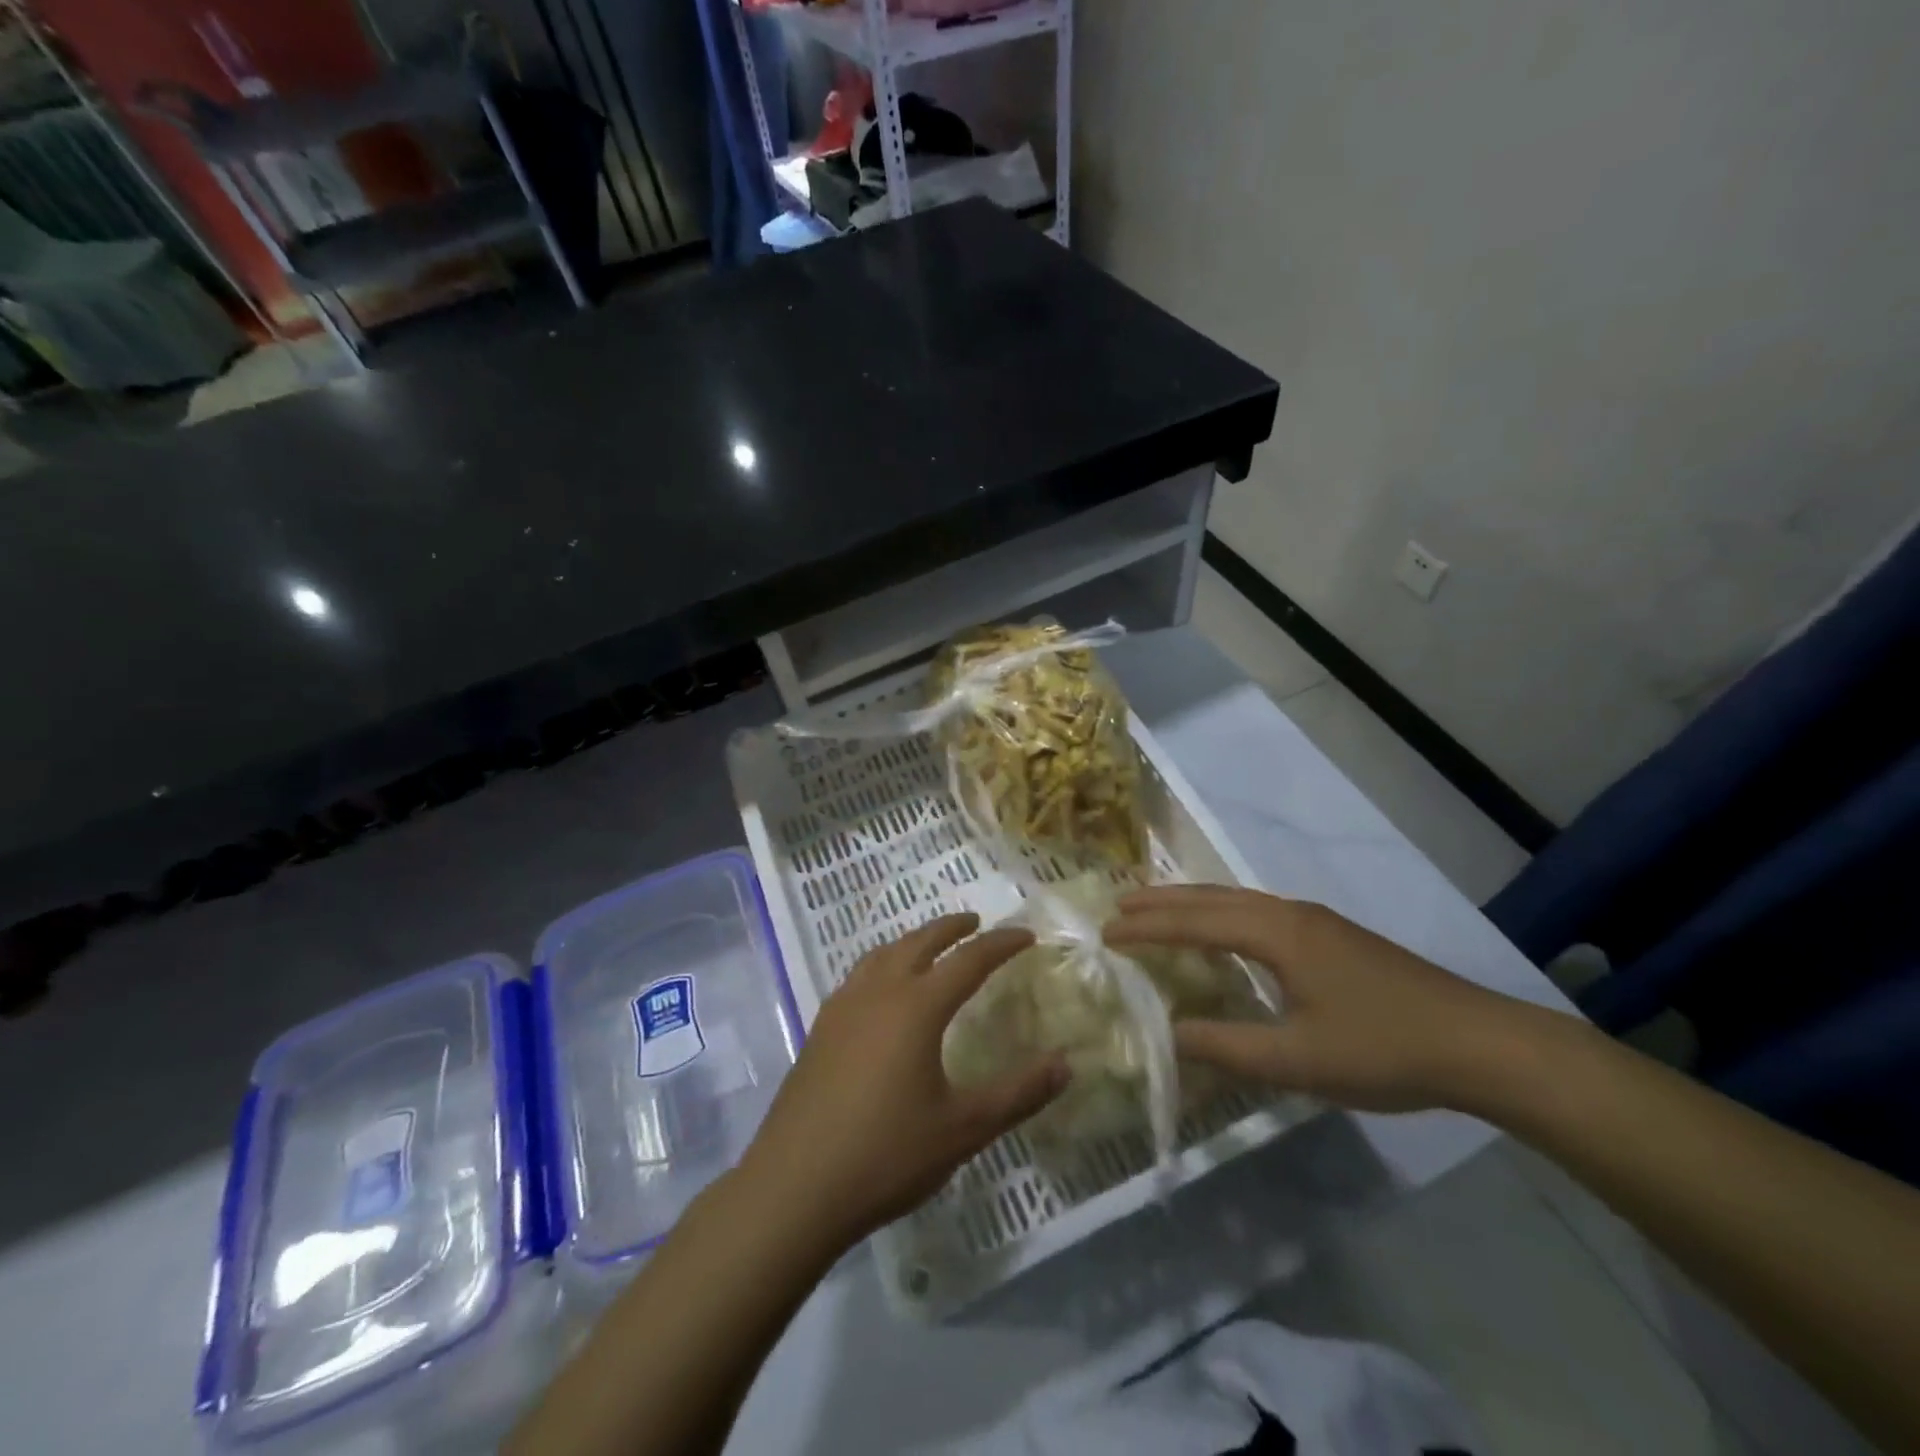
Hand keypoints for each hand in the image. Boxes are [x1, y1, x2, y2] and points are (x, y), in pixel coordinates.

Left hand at [739, 914, 1067, 1250]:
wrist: (794, 1187)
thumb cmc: (886, 1154)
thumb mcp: (964, 1129)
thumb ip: (1018, 1094)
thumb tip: (1066, 1065)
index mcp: (916, 1006)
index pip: (969, 960)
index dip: (1001, 944)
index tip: (1026, 935)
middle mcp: (878, 993)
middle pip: (920, 942)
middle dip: (952, 928)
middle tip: (977, 922)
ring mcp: (842, 1008)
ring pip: (883, 954)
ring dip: (913, 941)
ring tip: (930, 947)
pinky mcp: (820, 1029)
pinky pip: (859, 976)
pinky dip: (883, 964)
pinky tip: (882, 991)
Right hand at [1105, 885, 1554, 1113]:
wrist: (1481, 1044)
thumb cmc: (1384, 1049)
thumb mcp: (1298, 1060)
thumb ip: (1227, 1047)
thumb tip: (1168, 1033)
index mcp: (1277, 933)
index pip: (1195, 922)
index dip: (1149, 927)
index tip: (1106, 932)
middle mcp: (1290, 914)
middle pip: (1212, 897)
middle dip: (1162, 902)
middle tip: (1118, 908)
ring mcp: (1314, 922)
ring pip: (1236, 900)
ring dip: (1192, 904)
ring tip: (1156, 912)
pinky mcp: (1332, 937)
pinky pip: (1257, 912)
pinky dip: (1221, 914)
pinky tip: (1222, 934)